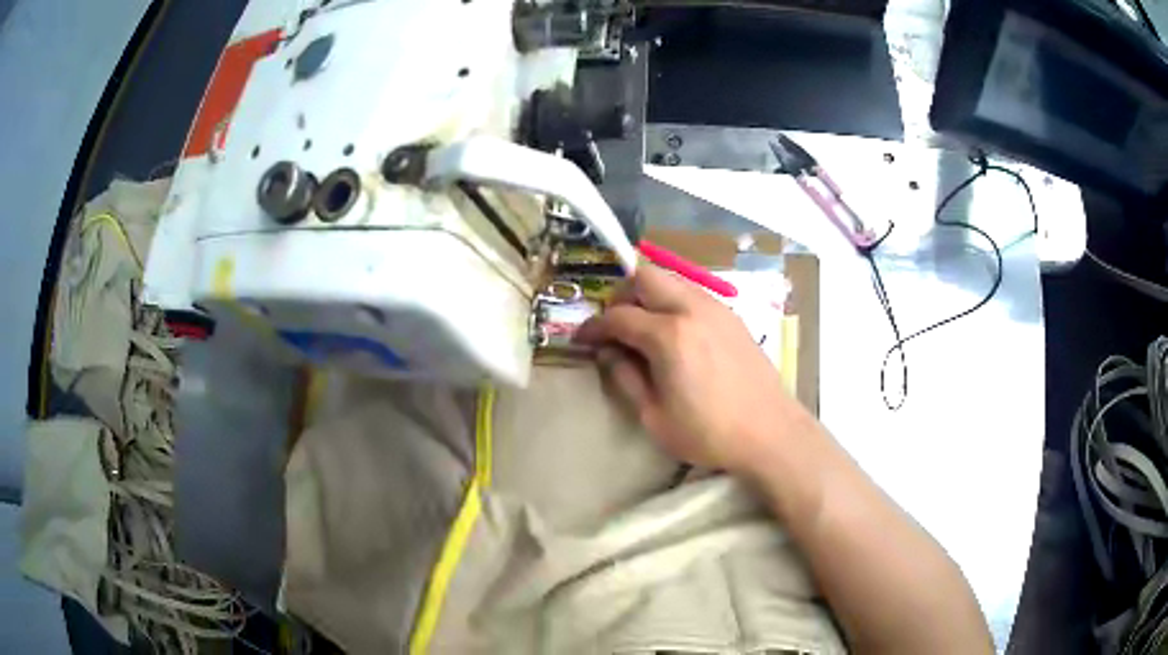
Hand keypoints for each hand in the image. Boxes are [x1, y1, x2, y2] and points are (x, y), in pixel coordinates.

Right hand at [574, 265, 805, 473]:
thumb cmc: (709, 433)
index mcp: (669, 335)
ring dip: (649, 294)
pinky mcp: (732, 316)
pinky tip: (675, 333)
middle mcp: (692, 309)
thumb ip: (625, 378)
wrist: (770, 432)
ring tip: (643, 328)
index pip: (618, 316)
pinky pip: (693, 292)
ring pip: (671, 279)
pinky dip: (673, 301)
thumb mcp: (654, 416)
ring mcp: (716, 308)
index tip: (582, 340)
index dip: (594, 327)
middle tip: (614, 325)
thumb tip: (606, 353)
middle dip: (621, 295)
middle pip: (645, 276)